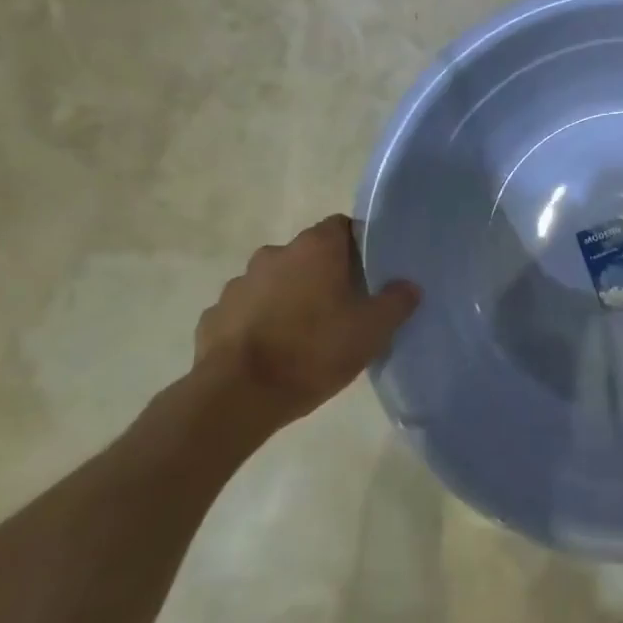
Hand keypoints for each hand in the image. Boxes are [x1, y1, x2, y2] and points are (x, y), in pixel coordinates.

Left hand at [193, 215, 420, 426]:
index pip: (342, 227)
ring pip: (274, 283)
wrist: (237, 396)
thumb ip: (396, 302)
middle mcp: (274, 254)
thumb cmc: (313, 351)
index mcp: (315, 248)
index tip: (368, 274)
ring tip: (303, 335)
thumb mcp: (372, 330)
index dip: (357, 247)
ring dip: (289, 298)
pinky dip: (259, 323)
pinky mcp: (213, 316)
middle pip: (308, 255)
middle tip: (342, 307)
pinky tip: (271, 352)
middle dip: (323, 275)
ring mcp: (238, 284)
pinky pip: (246, 311)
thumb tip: (408, 286)